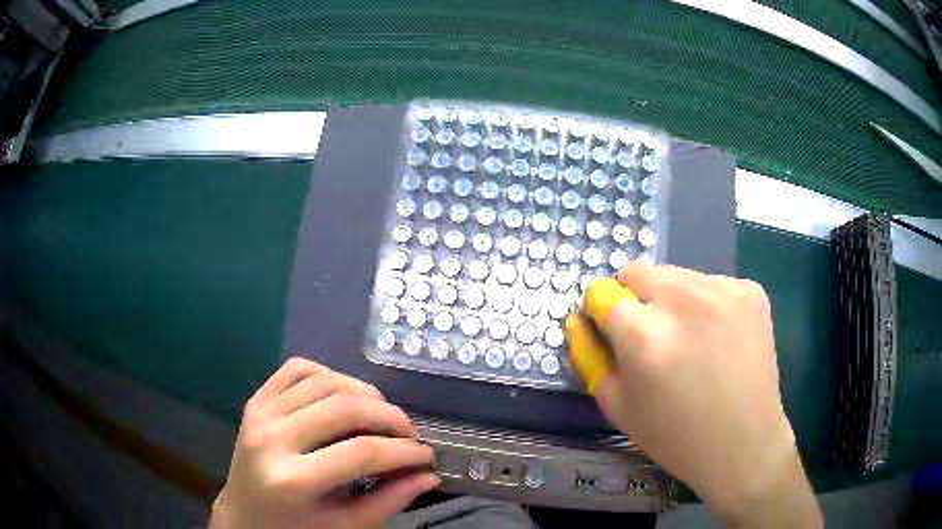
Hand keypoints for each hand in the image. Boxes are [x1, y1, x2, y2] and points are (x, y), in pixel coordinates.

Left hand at [210, 358, 438, 528]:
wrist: (244, 515)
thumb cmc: (295, 528)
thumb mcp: (344, 526)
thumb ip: (389, 501)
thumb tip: (427, 476)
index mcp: (292, 480)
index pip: (362, 453)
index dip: (403, 452)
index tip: (426, 455)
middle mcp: (272, 438)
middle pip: (344, 408)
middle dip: (389, 416)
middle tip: (408, 433)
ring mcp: (260, 414)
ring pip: (323, 381)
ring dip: (363, 392)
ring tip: (381, 414)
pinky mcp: (256, 401)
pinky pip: (295, 369)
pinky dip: (327, 374)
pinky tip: (343, 394)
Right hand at [566, 266, 821, 527]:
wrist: (744, 444)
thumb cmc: (675, 437)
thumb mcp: (618, 407)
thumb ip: (589, 358)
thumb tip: (578, 321)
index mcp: (643, 334)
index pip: (601, 292)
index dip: (601, 315)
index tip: (614, 336)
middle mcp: (683, 299)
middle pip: (636, 271)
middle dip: (634, 300)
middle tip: (653, 338)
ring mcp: (723, 289)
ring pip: (675, 275)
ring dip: (671, 300)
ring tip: (689, 340)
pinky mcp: (750, 290)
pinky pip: (711, 284)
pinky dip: (706, 305)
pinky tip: (719, 339)